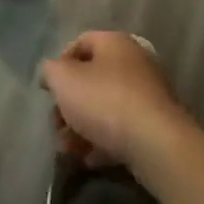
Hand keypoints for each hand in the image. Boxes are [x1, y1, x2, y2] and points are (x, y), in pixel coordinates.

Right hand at [39, 31, 192, 174]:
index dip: (60, 64)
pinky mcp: (155, 126)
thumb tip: (50, 72)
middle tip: (56, 127)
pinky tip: (90, 161)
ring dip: (82, 128)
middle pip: (91, 79)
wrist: (155, 143)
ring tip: (69, 151)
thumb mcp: (63, 80)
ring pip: (105, 108)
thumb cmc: (104, 101)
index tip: (48, 90)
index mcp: (114, 42)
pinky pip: (122, 130)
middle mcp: (134, 62)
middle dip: (69, 105)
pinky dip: (103, 143)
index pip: (80, 43)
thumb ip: (50, 71)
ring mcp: (148, 95)